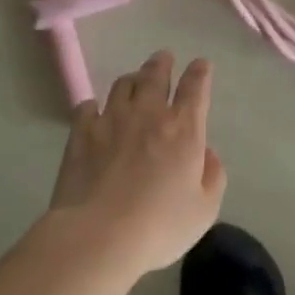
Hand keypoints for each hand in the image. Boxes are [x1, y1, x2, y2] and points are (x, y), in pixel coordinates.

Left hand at [48, 51, 226, 275]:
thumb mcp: (205, 209)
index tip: (201, 65)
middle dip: (163, 63)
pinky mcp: (81, 133)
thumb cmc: (159, 226)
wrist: (98, 237)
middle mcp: (149, 114)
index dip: (200, 72)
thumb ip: (214, 175)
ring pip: (122, 84)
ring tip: (133, 81)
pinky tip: (95, 112)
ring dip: (132, 79)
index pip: (196, 87)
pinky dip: (95, 105)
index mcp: (184, 128)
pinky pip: (87, 106)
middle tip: (164, 58)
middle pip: (156, 74)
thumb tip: (207, 153)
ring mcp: (111, 120)